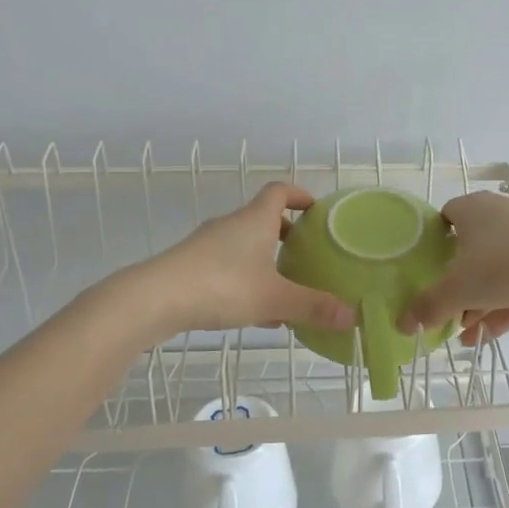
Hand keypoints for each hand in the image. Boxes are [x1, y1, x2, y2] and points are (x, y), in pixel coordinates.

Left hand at [132, 183, 355, 339]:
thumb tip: (354, 316)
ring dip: (265, 261)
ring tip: (285, 289)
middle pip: (263, 219)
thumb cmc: (222, 286)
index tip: (317, 210)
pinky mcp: (190, 265)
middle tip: (306, 256)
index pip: (280, 191)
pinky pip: (227, 266)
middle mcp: (231, 224)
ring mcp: (207, 245)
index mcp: (255, 219)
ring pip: (245, 246)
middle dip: (286, 235)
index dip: (300, 195)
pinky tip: (255, 313)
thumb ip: (313, 307)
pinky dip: (245, 280)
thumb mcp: (274, 299)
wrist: (154, 299)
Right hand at [397, 191, 508, 344]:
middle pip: (472, 248)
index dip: (435, 240)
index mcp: (474, 208)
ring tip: (466, 334)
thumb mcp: (457, 289)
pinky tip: (490, 336)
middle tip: (447, 309)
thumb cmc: (502, 265)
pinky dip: (506, 306)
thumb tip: (402, 324)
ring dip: (481, 301)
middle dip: (459, 283)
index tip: (428, 268)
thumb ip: (428, 306)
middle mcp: (501, 214)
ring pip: (498, 270)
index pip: (447, 215)